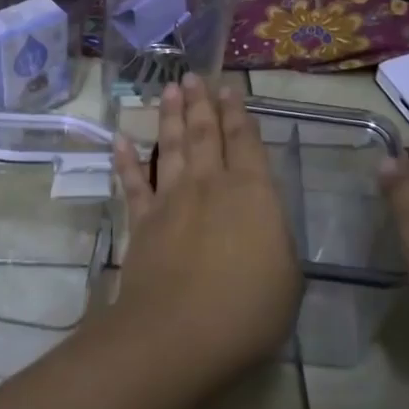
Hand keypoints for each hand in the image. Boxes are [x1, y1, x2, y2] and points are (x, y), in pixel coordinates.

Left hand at [111, 75, 301, 373]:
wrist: (182, 332)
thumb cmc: (249, 309)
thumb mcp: (287, 276)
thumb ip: (275, 237)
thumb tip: (264, 221)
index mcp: (253, 193)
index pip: (246, 142)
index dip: (237, 113)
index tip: (228, 88)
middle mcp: (211, 184)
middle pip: (205, 134)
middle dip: (200, 103)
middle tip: (193, 76)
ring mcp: (172, 199)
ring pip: (172, 146)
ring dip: (170, 116)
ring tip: (169, 89)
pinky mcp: (142, 221)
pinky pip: (133, 183)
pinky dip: (125, 160)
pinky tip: (120, 139)